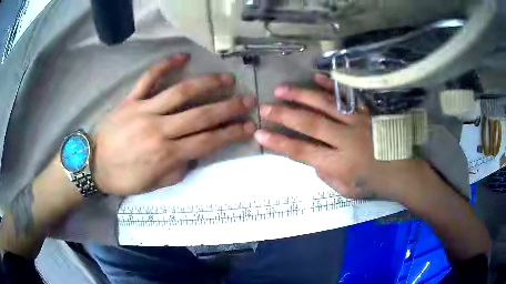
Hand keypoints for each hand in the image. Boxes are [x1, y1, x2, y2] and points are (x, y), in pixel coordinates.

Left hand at [92, 54, 255, 195]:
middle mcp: (159, 129)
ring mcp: (144, 110)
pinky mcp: (131, 99)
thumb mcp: (155, 184)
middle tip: (247, 100)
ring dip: (207, 84)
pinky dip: (165, 65)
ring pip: (180, 92)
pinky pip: (149, 78)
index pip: (207, 142)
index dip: (231, 134)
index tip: (249, 126)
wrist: (94, 164)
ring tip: (226, 79)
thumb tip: (195, 152)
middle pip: (200, 115)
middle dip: (228, 108)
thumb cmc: (124, 178)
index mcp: (166, 154)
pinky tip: (182, 56)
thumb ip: (179, 168)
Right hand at [254, 74, 425, 199]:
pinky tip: (316, 77)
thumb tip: (313, 159)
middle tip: (264, 106)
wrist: (402, 171)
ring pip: (325, 105)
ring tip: (282, 88)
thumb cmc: (373, 184)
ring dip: (301, 95)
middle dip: (283, 115)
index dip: (279, 142)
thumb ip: (325, 175)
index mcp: (338, 164)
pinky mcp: (366, 112)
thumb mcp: (346, 190)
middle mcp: (345, 140)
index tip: (260, 133)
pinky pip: (347, 96)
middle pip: (310, 124)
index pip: (302, 152)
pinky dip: (331, 85)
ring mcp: (357, 122)